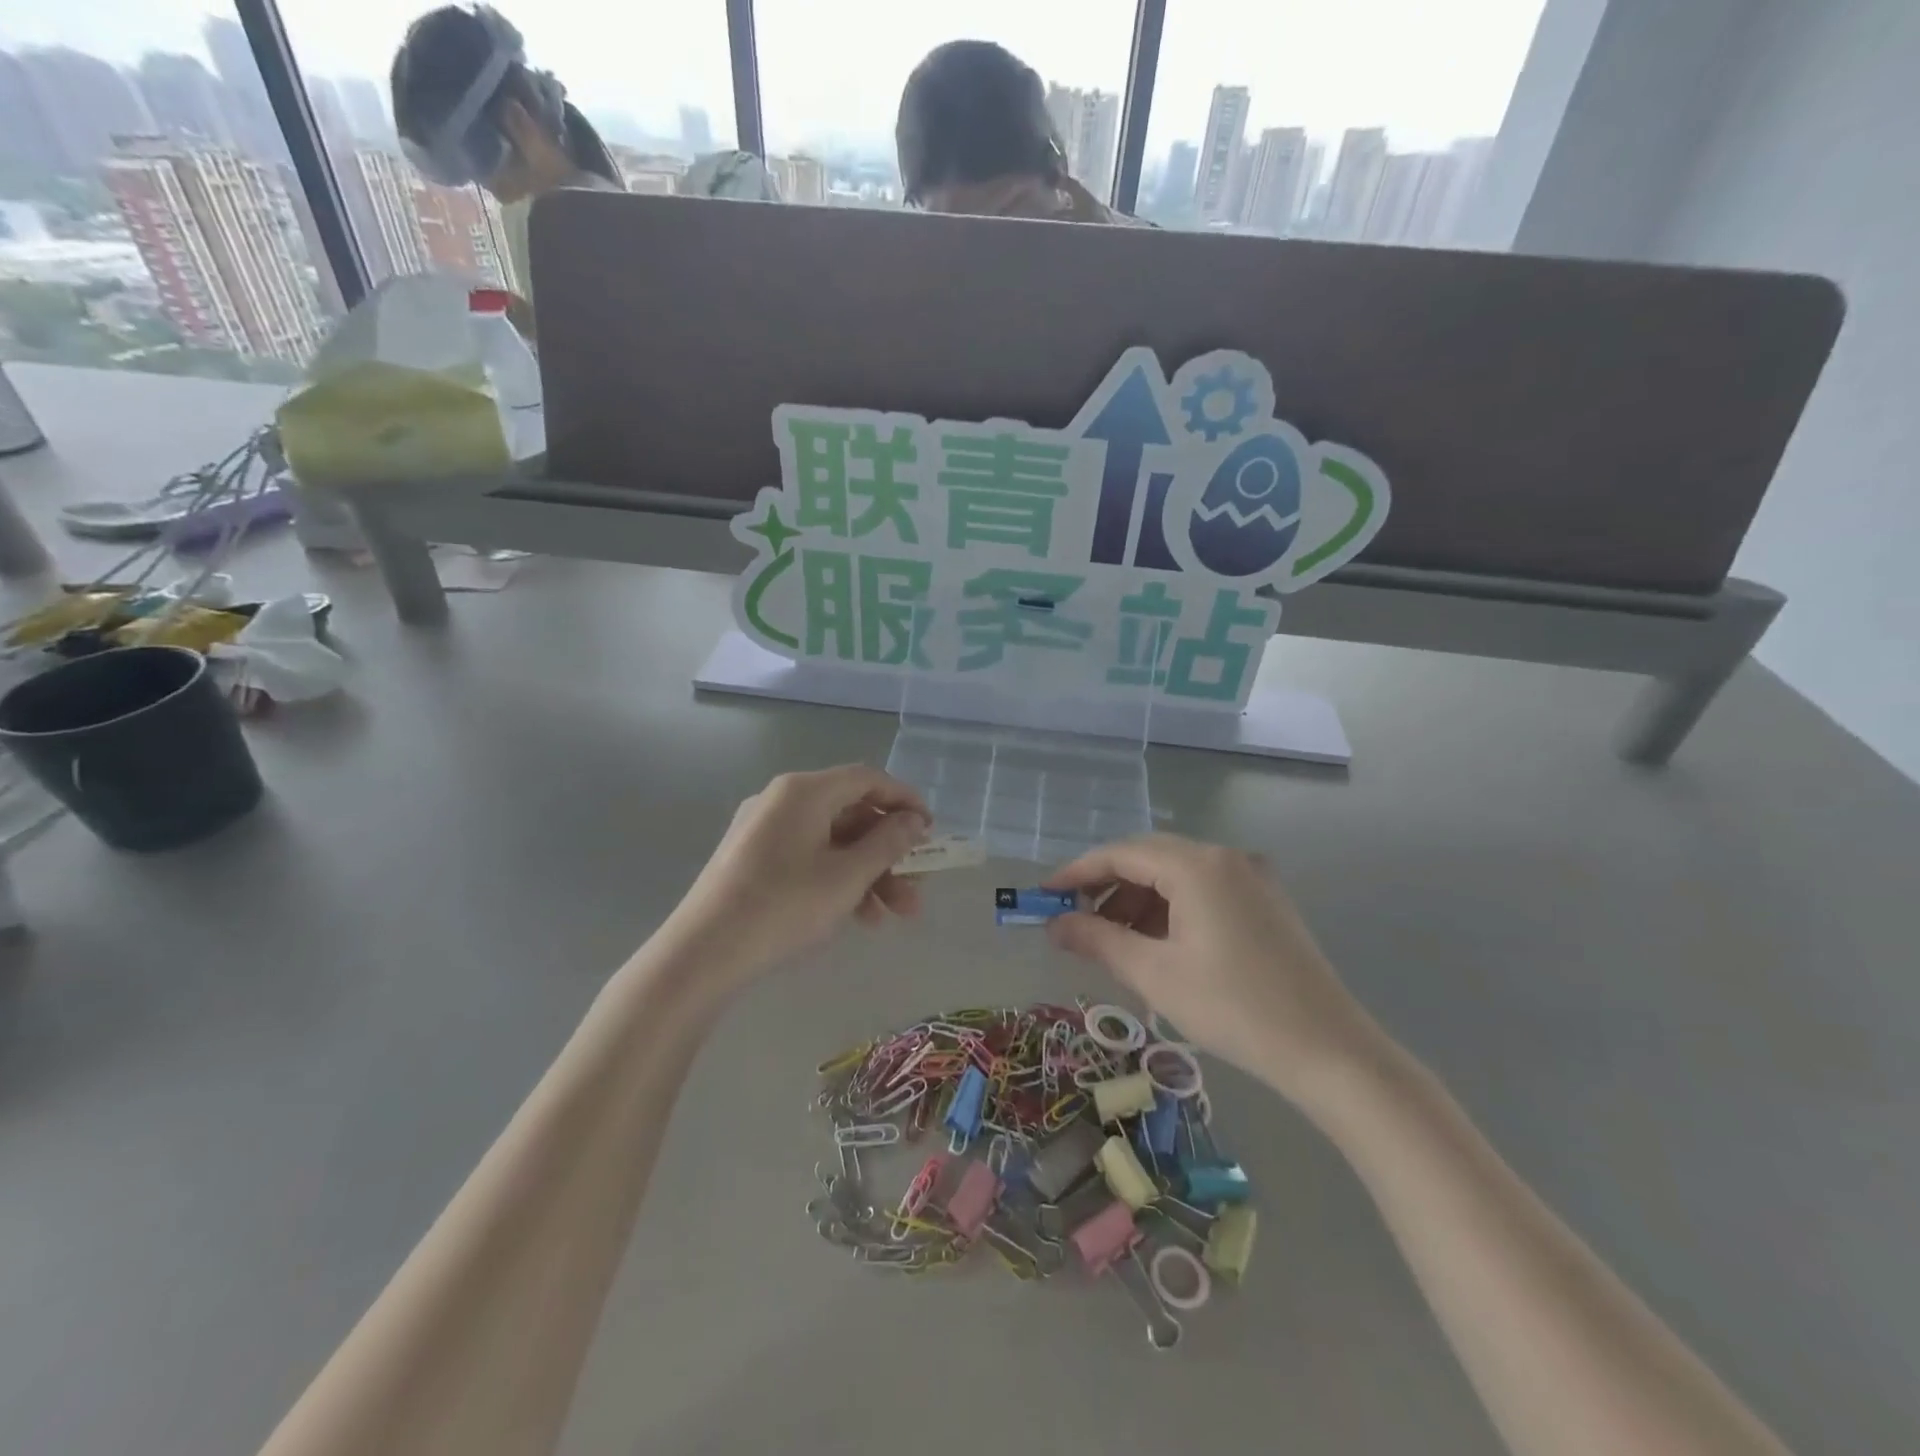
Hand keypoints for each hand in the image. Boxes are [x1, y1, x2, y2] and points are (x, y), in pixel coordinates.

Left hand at [665, 766, 929, 982]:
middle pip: (851, 813)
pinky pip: (808, 856)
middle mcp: (783, 800)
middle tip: (916, 888)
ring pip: (832, 841)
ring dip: (868, 873)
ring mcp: (764, 829)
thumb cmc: (784, 906)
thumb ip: (888, 843)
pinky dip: (837, 879)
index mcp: (804, 791)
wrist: (703, 953)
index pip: (868, 779)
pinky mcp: (753, 858)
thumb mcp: (847, 876)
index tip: (931, 831)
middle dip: (889, 853)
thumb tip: (913, 820)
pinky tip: (857, 917)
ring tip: (893, 916)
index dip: (905, 801)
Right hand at [1046, 835, 1379, 1104]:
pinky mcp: (1266, 900)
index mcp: (1198, 865)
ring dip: (1139, 901)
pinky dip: (1171, 910)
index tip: (1045, 896)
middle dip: (1107, 888)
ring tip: (1114, 942)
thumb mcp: (1153, 973)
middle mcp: (1225, 856)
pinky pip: (1203, 890)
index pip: (1122, 853)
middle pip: (1149, 858)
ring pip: (1176, 875)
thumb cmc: (1233, 1008)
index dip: (1078, 872)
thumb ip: (1097, 939)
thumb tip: (1054, 924)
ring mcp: (1251, 876)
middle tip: (1076, 922)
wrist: (1328, 1050)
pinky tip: (1157, 944)